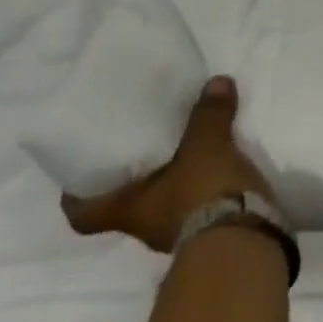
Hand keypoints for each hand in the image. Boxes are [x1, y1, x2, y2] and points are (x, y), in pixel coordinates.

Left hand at [60, 76, 272, 252]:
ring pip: (164, 211)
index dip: (76, 198)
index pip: (83, 214)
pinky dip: (204, 198)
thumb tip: (216, 81)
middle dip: (134, 186)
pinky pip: (198, 214)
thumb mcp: (206, 147)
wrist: (245, 239)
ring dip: (172, 191)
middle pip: (126, 210)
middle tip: (144, 155)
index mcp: (126, 211)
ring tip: (188, 160)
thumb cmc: (203, 193)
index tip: (78, 179)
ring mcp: (179, 237)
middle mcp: (144, 229)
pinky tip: (218, 177)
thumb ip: (208, 116)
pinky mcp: (211, 237)